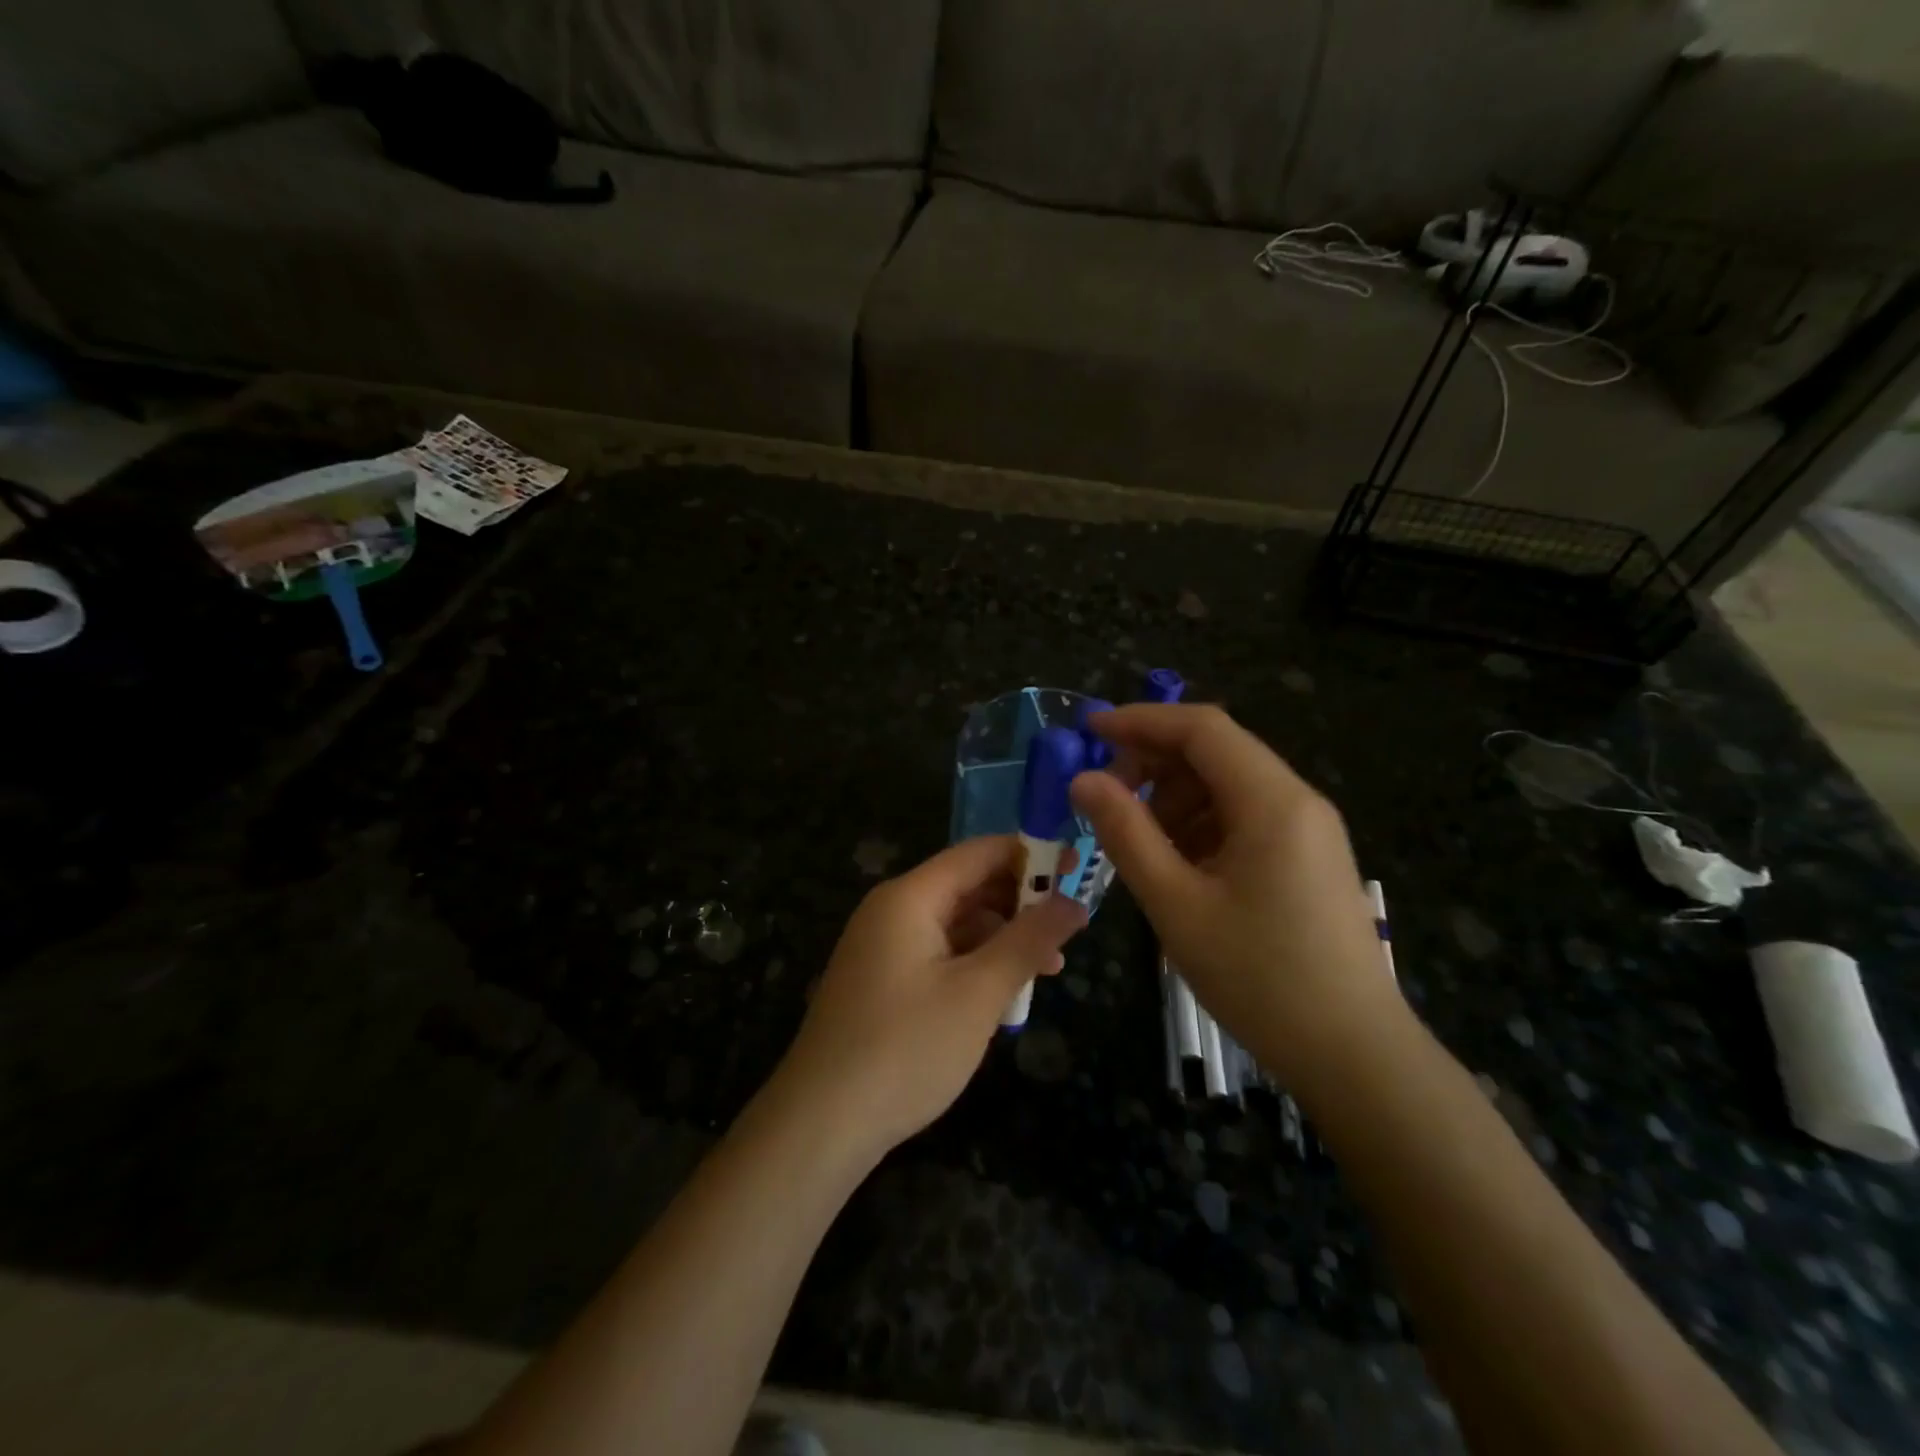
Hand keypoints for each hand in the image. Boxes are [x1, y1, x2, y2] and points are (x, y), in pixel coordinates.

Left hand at [773, 837, 1086, 1158]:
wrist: (821, 1123)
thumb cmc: (906, 1048)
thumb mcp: (979, 993)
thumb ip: (1028, 941)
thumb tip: (1075, 903)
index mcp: (910, 897)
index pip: (979, 853)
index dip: (1031, 856)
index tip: (1077, 873)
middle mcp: (893, 910)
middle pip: (968, 886)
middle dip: (1021, 902)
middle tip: (1073, 927)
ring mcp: (884, 948)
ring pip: (957, 924)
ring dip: (1003, 939)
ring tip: (1051, 968)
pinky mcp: (884, 983)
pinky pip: (940, 955)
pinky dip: (976, 965)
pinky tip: (1006, 994)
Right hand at [1069, 704, 1398, 1091]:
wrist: (1354, 1055)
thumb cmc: (1260, 977)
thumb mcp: (1176, 904)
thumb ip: (1125, 833)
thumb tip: (1083, 779)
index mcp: (1271, 801)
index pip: (1201, 728)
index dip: (1141, 721)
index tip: (1089, 730)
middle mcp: (1297, 800)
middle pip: (1216, 752)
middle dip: (1154, 764)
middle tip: (1105, 799)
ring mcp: (1308, 830)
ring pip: (1229, 786)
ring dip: (1175, 799)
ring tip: (1138, 843)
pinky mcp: (1308, 858)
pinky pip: (1245, 818)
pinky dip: (1201, 826)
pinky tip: (1177, 866)